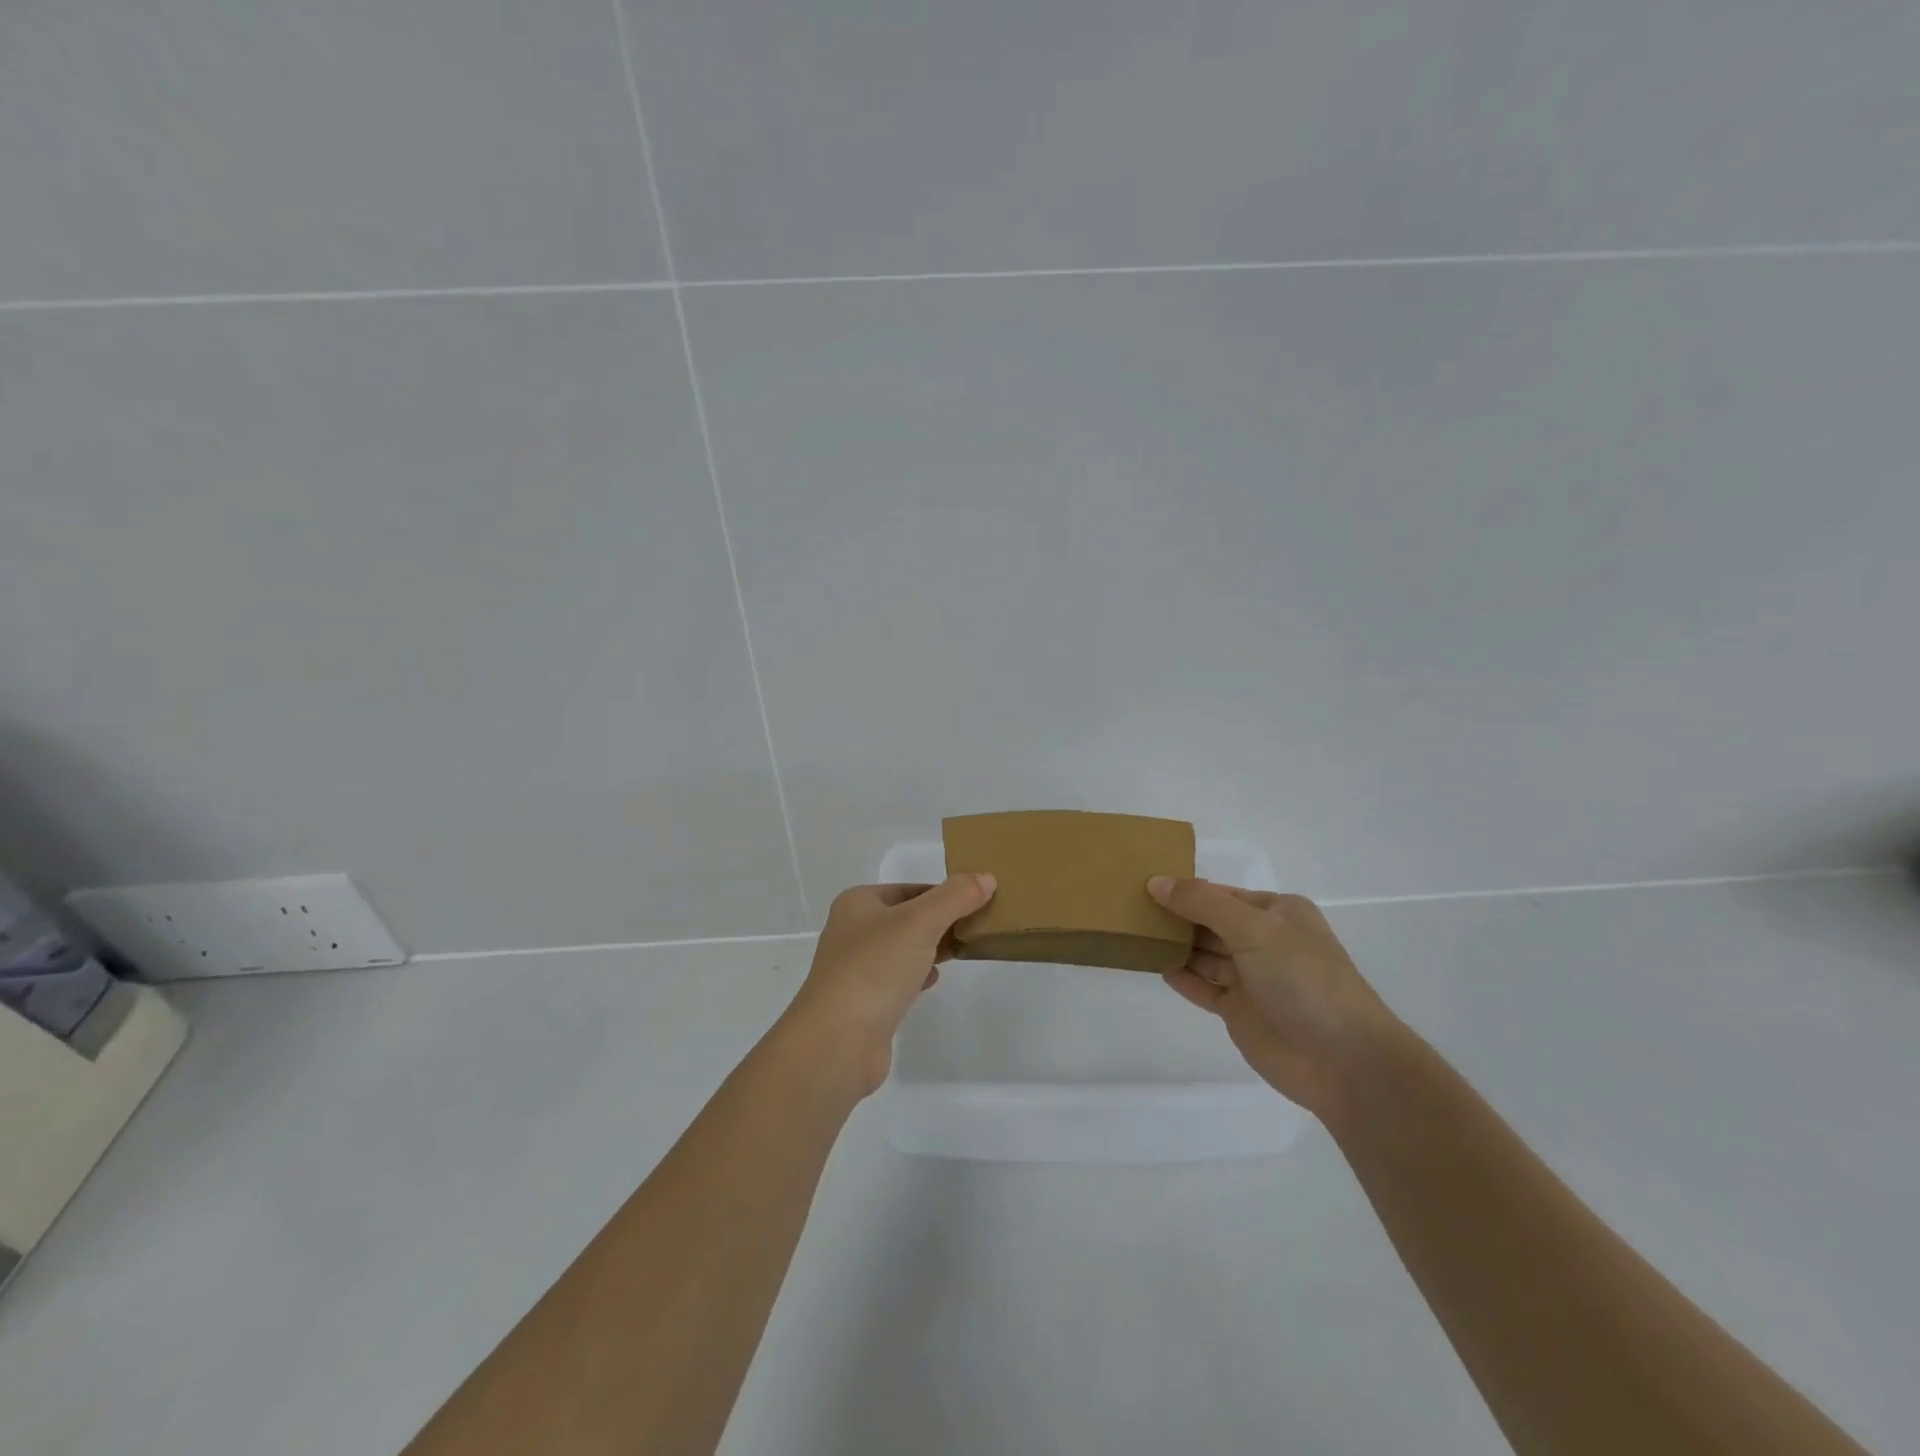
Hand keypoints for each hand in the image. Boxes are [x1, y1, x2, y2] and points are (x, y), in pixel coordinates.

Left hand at [783, 875, 996, 1096]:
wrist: (837, 1042)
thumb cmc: (875, 969)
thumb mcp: (919, 922)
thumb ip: (955, 898)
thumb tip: (986, 878)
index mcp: (858, 903)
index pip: (911, 888)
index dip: (944, 893)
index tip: (979, 902)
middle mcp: (853, 931)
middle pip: (908, 917)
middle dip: (942, 921)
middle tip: (978, 927)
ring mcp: (857, 968)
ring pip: (905, 949)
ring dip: (932, 948)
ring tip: (963, 950)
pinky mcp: (865, 1002)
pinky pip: (899, 979)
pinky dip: (919, 975)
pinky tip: (934, 980)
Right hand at [1148, 877, 1397, 1118]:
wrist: (1343, 1061)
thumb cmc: (1303, 979)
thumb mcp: (1253, 929)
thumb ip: (1202, 904)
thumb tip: (1156, 882)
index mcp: (1277, 913)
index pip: (1221, 893)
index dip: (1186, 888)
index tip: (1144, 882)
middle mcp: (1264, 941)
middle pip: (1210, 922)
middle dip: (1176, 915)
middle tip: (1129, 907)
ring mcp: (1252, 978)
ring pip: (1204, 954)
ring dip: (1175, 945)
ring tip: (1133, 933)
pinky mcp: (1240, 1012)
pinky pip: (1204, 987)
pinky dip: (1181, 976)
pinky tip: (1154, 965)